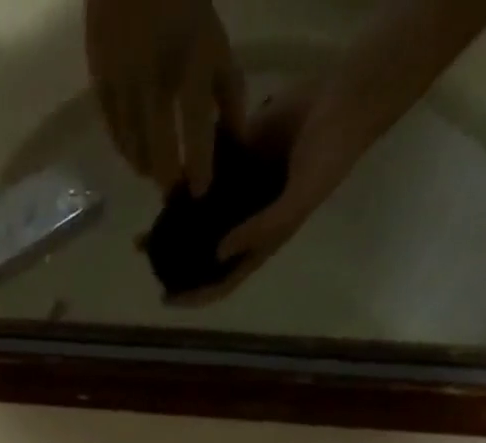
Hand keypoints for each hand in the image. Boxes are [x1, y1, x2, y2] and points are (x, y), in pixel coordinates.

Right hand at [85, 0, 244, 195]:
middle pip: (158, 148)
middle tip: (173, 190)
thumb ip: (227, 89)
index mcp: (189, 62)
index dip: (198, 165)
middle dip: (167, 177)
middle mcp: (154, 78)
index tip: (199, 192)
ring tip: (154, 172)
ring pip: (133, 147)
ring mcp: (123, 83)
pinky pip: (114, 133)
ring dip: (145, 166)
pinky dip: (126, 149)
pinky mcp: (99, 85)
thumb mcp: (213, 41)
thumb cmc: (182, 7)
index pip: (194, 126)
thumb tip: (237, 137)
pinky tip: (136, 152)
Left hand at [167, 77, 378, 306]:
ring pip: (197, 219)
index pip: (222, 280)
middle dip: (174, 262)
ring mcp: (238, 194)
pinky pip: (202, 180)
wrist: (342, 100)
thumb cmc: (327, 160)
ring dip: (172, 226)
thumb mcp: (296, 204)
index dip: (195, 295)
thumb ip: (258, 230)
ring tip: (143, 232)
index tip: (165, 299)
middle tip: (145, 258)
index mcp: (260, 244)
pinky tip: (161, 191)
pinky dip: (183, 187)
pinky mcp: (235, 160)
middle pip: (203, 253)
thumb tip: (217, 253)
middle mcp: (244, 224)